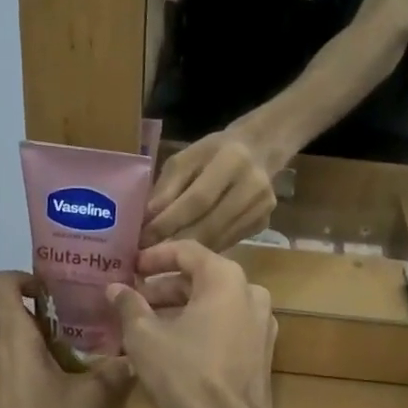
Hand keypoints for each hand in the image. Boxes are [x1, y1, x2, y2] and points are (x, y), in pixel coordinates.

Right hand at [108, 241, 275, 407]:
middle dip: (164, 288)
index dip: (155, 257)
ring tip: (146, 324)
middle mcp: (250, 291)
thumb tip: (115, 287)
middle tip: (133, 300)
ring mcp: (261, 321)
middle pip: (201, 277)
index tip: (130, 267)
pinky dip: (200, 325)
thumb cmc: (186, 373)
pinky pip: (226, 324)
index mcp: (225, 278)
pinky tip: (174, 344)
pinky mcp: (261, 348)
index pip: (187, 250)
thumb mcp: (145, 338)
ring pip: (214, 303)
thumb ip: (129, 305)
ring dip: (180, 308)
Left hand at [142, 130, 278, 249]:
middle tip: (149, 255)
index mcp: (232, 160)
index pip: (197, 199)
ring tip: (162, 257)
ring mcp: (262, 207)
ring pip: (219, 239)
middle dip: (175, 241)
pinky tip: (188, 251)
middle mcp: (253, 185)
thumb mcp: (186, 158)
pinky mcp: (264, 223)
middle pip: (210, 224)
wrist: (258, 150)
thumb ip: (167, 188)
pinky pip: (228, 242)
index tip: (143, 238)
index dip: (168, 222)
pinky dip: (205, 249)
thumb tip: (147, 221)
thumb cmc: (214, 152)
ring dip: (188, 250)